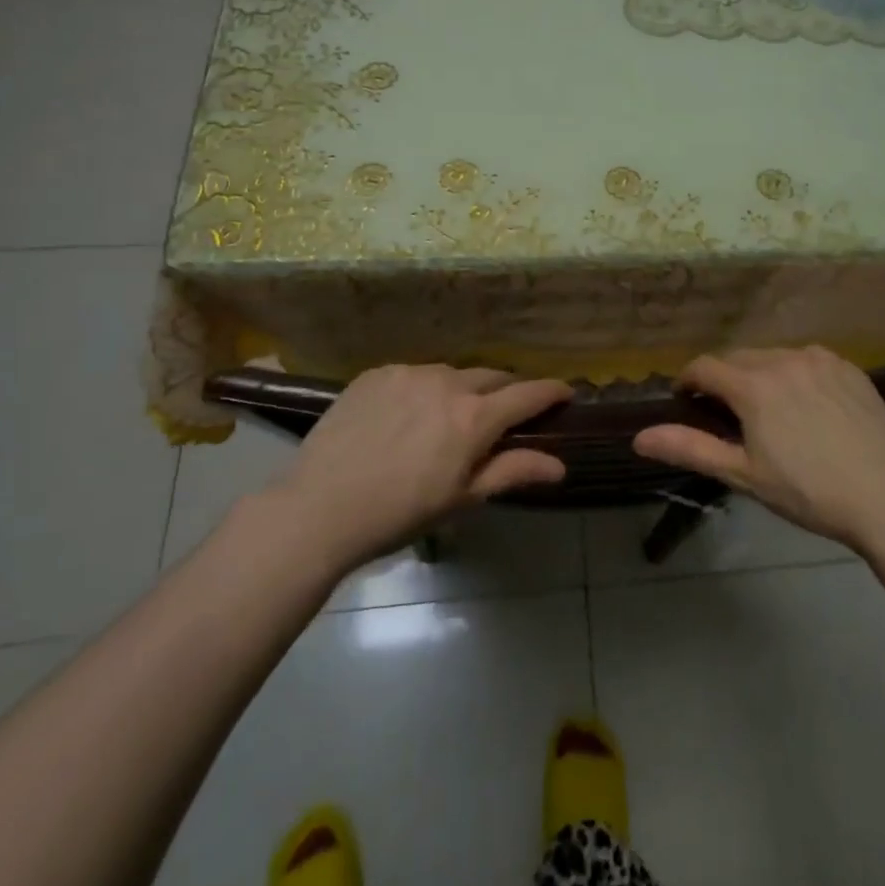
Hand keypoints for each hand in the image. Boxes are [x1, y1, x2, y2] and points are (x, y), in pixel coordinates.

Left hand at [264, 364, 571, 570]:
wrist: (318, 508)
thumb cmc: (399, 513)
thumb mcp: (461, 498)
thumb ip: (512, 472)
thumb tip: (560, 465)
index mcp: (473, 417)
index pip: (527, 394)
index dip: (551, 391)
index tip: (566, 392)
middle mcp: (447, 382)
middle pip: (492, 377)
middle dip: (505, 392)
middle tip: (503, 415)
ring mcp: (409, 372)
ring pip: (451, 373)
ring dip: (461, 390)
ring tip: (446, 419)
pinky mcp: (377, 372)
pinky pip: (414, 374)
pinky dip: (422, 389)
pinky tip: (405, 417)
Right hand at [634, 346, 884, 548]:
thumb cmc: (808, 491)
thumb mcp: (743, 474)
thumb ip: (689, 448)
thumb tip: (639, 437)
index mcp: (753, 384)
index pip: (705, 366)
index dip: (688, 381)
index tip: (686, 400)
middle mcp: (783, 358)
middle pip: (738, 358)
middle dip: (723, 379)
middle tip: (726, 413)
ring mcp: (819, 359)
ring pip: (773, 356)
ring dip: (758, 374)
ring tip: (767, 409)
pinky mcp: (848, 366)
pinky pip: (807, 359)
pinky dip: (794, 373)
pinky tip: (806, 404)